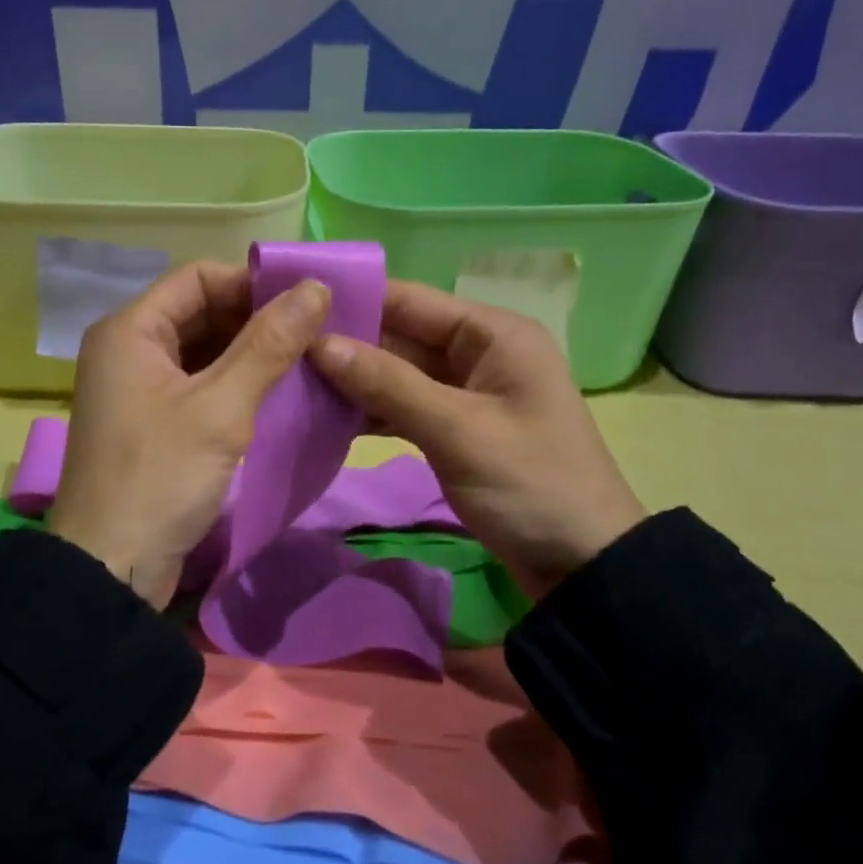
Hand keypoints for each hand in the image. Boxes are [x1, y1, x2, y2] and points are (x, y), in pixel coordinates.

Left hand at [47, 262, 331, 608]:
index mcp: (129, 330)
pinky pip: (199, 387)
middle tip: (319, 333)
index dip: (253, 283)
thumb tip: (317, 286)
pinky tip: (279, 395)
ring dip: (251, 355)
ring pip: (203, 352)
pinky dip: (236, 386)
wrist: (110, 568)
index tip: (308, 301)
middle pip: (201, 313)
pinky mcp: (152, 424)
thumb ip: (269, 344)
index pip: (198, 278)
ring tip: (309, 361)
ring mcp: (138, 389)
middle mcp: (128, 349)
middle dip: (257, 320)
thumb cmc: (160, 478)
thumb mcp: (220, 408)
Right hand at [311, 280, 644, 598]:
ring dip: (353, 380)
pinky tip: (326, 417)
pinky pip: (404, 406)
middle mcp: (479, 351)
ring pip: (397, 372)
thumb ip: (388, 384)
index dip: (353, 300)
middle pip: (400, 335)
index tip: (291, 306)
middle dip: (346, 343)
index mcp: (492, 334)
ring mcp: (466, 392)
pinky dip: (371, 411)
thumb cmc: (530, 485)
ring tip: (291, 382)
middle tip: (280, 351)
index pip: (410, 300)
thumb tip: (318, 343)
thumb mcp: (458, 430)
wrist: (582, 563)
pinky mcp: (456, 427)